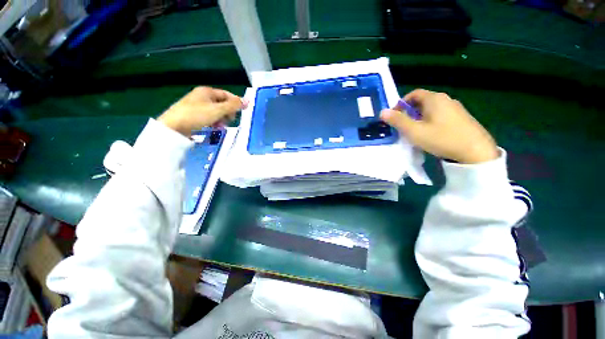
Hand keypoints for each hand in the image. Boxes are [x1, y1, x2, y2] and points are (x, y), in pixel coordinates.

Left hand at [158, 87, 245, 136]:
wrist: (174, 127)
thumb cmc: (197, 115)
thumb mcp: (218, 110)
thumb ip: (233, 105)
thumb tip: (247, 101)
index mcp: (207, 91)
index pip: (227, 94)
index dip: (236, 102)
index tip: (243, 111)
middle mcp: (202, 96)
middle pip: (222, 103)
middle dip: (228, 113)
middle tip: (230, 120)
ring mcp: (197, 106)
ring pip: (216, 112)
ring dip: (221, 119)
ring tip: (221, 126)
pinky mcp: (194, 115)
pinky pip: (209, 117)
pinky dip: (214, 122)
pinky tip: (214, 128)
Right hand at [380, 89, 498, 163]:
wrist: (476, 152)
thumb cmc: (441, 138)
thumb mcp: (414, 131)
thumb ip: (397, 121)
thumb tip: (382, 112)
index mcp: (434, 99)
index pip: (413, 94)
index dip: (401, 103)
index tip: (394, 116)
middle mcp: (446, 99)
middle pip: (422, 101)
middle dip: (409, 112)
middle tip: (402, 126)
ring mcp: (456, 109)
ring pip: (431, 109)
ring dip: (419, 118)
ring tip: (414, 132)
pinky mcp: (461, 118)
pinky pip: (440, 115)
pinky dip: (430, 121)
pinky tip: (430, 134)